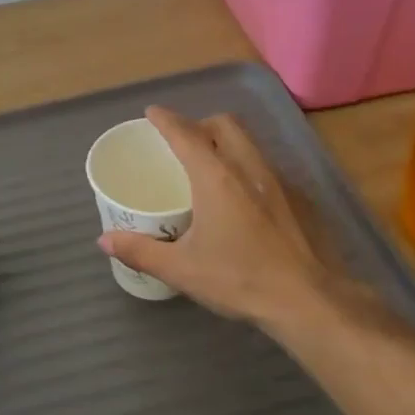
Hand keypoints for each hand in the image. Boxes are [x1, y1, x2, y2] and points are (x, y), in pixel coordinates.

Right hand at [98, 107, 364, 335]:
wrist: (310, 301)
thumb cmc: (240, 279)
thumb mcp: (182, 269)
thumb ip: (140, 251)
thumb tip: (104, 240)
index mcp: (216, 177)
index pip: (186, 134)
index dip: (166, 120)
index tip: (152, 112)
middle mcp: (249, 168)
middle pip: (225, 124)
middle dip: (201, 123)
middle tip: (184, 141)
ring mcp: (280, 181)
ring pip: (250, 144)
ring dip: (228, 143)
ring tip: (212, 168)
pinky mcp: (301, 200)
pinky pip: (268, 169)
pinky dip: (249, 170)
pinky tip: (245, 202)